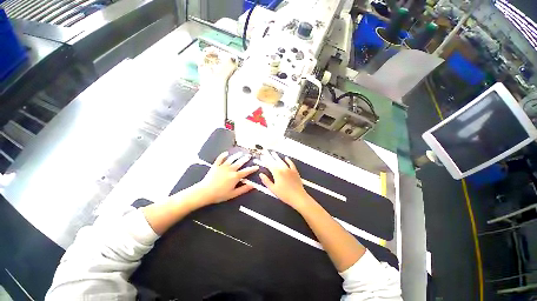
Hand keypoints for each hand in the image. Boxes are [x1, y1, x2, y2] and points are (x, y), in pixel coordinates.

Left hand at [197, 151, 258, 204]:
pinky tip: (226, 153)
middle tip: (249, 156)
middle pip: (239, 162)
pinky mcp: (216, 166)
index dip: (252, 169)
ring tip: (240, 153)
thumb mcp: (234, 194)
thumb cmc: (220, 195)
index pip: (246, 171)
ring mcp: (223, 166)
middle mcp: (230, 169)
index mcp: (235, 176)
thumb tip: (253, 185)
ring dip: (236, 155)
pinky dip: (223, 155)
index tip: (257, 166)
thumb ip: (244, 189)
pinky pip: (220, 159)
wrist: (205, 192)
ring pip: (231, 159)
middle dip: (245, 159)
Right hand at [259, 151, 313, 210]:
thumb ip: (266, 181)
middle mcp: (283, 169)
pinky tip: (286, 158)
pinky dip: (288, 160)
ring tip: (273, 153)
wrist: (298, 197)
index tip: (262, 157)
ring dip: (277, 157)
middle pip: (275, 161)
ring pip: (282, 161)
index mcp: (277, 173)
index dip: (265, 161)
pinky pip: (291, 164)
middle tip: (266, 152)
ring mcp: (289, 169)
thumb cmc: (284, 194)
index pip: (269, 165)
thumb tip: (261, 174)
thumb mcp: (273, 189)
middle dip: (270, 157)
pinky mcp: (295, 171)